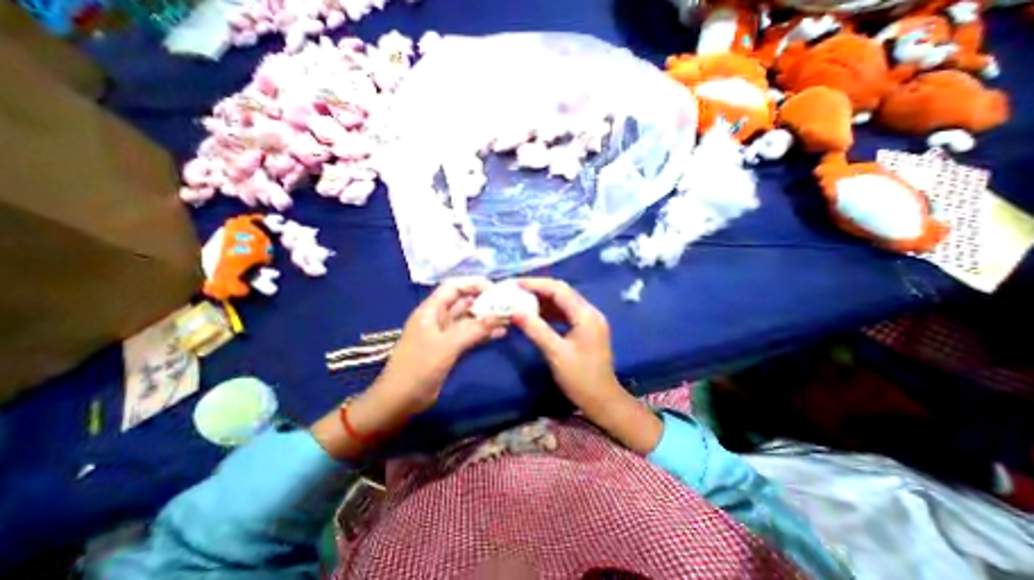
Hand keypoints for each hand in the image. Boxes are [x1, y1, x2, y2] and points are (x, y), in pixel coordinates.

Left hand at [311, 279, 504, 458]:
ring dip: (487, 318)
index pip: (453, 287)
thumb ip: (473, 329)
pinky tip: (500, 333)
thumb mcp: (447, 346)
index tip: (495, 291)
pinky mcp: (451, 348)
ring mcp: (446, 334)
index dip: (473, 284)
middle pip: (464, 302)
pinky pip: (471, 335)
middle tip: (506, 305)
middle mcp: (439, 318)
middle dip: (485, 302)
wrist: (401, 400)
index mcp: (431, 310)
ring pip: (469, 320)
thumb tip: (497, 317)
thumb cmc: (419, 367)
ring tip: (508, 318)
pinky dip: (484, 333)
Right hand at [510, 275, 662, 451]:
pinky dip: (549, 311)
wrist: (603, 401)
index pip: (559, 289)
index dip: (536, 284)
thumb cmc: (580, 378)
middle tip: (516, 290)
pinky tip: (535, 314)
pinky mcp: (585, 329)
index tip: (515, 283)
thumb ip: (535, 329)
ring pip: (563, 302)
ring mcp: (588, 320)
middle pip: (561, 292)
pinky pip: (565, 313)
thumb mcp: (555, 353)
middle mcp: (589, 312)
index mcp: (585, 315)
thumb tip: (514, 310)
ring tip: (521, 300)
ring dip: (542, 300)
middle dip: (538, 289)